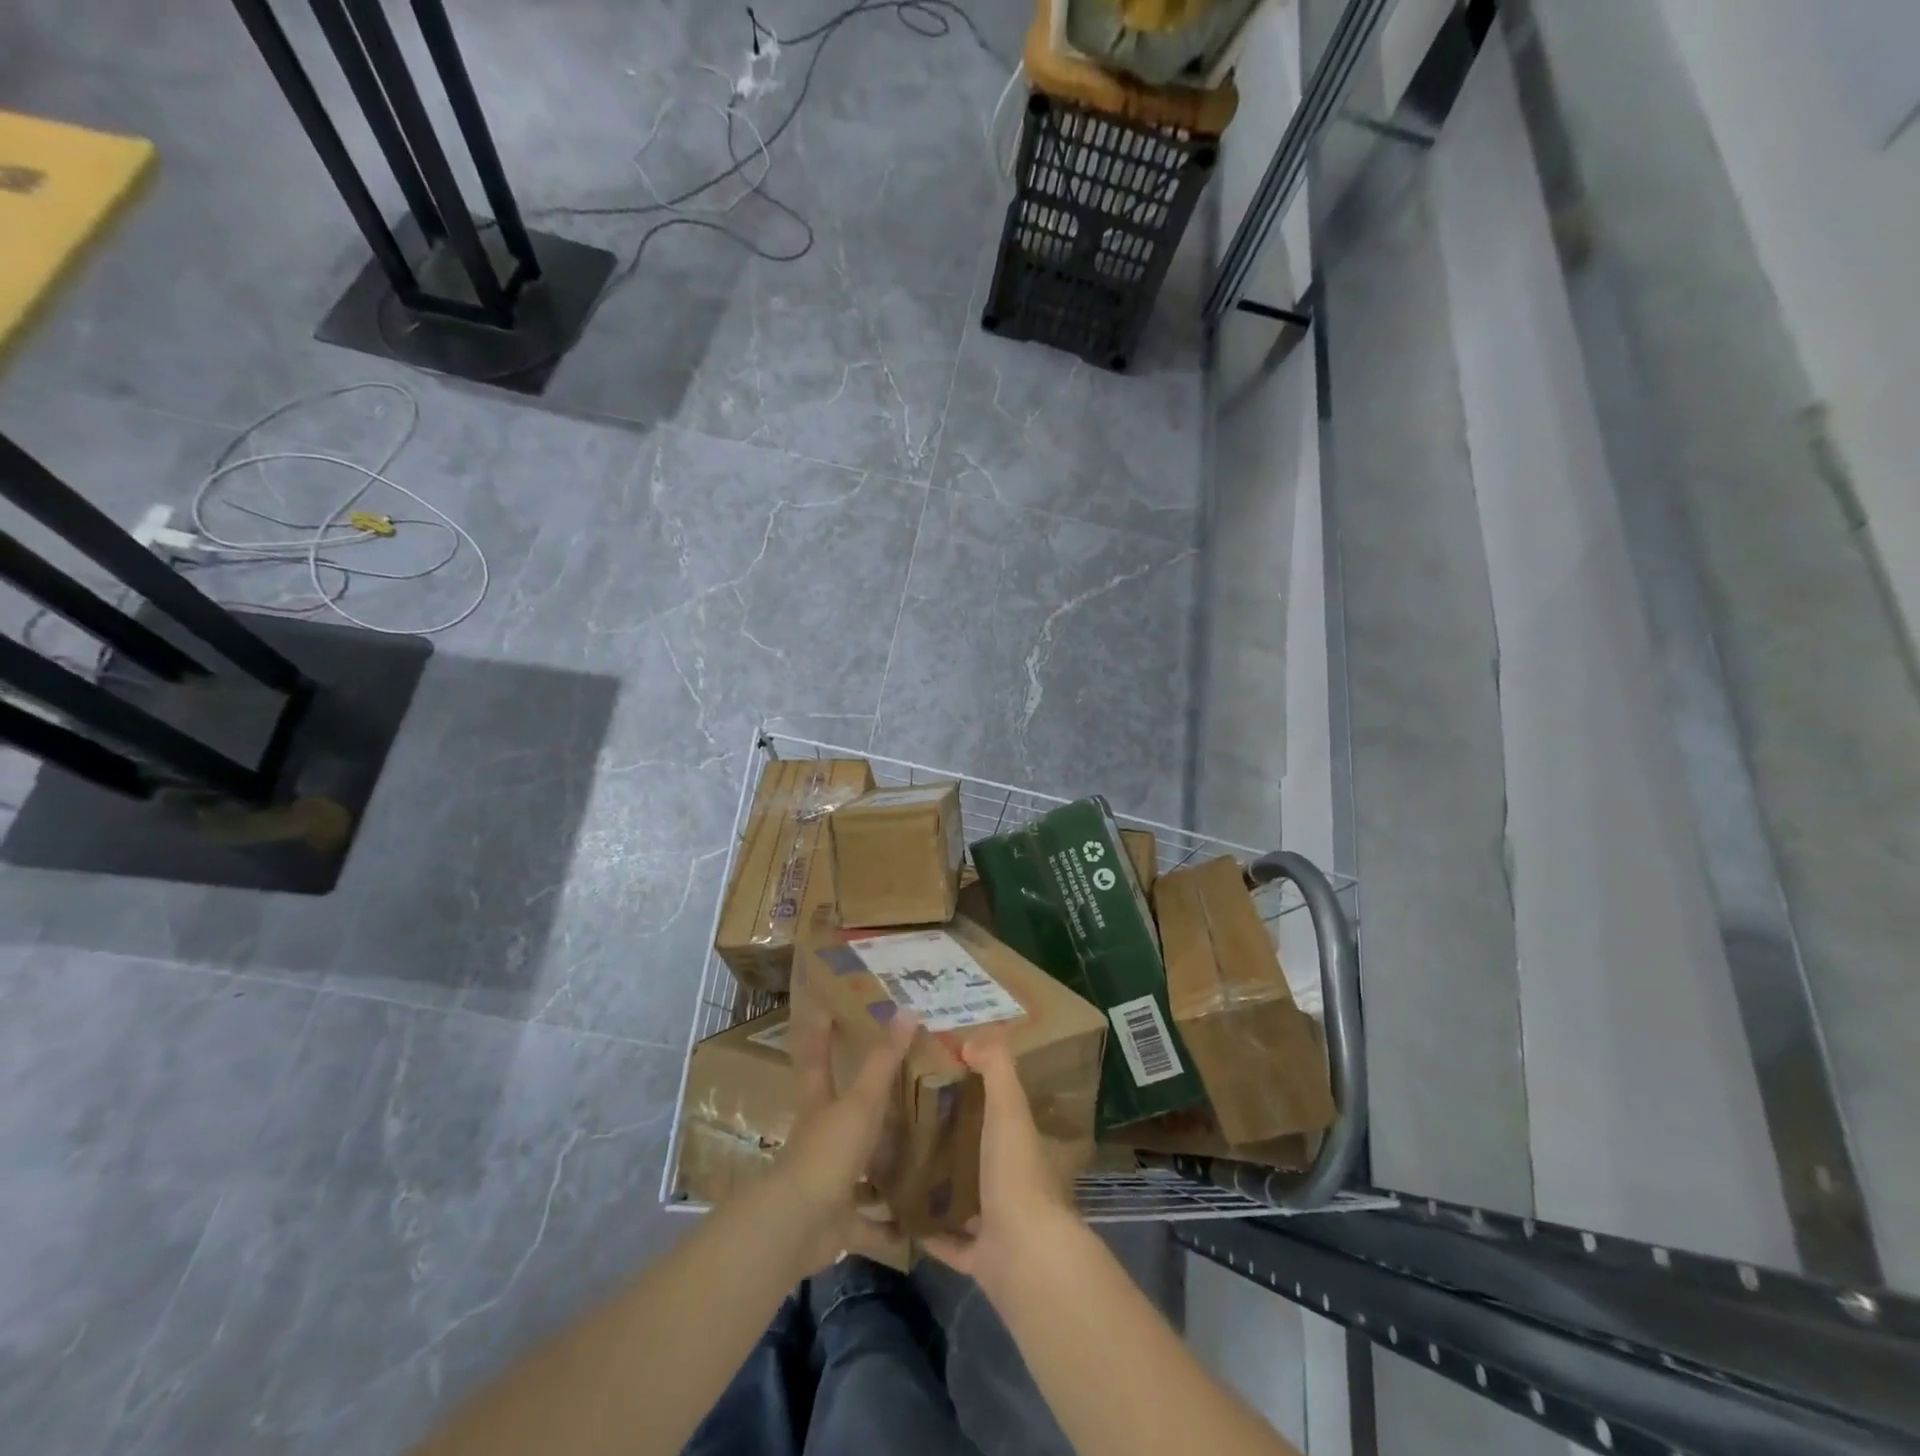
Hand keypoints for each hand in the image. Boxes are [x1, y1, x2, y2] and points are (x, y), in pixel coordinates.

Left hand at [776, 1007, 917, 1275]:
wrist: (798, 1227)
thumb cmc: (828, 1152)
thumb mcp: (861, 1102)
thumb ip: (883, 1061)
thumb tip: (908, 1010)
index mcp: (821, 1105)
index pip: (818, 1059)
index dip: (821, 1034)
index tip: (825, 1008)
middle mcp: (823, 1139)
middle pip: (844, 1114)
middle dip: (868, 1105)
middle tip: (906, 1089)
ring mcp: (830, 1182)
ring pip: (861, 1170)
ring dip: (884, 1169)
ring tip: (923, 1157)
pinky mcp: (839, 1222)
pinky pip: (870, 1224)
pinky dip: (890, 1228)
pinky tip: (918, 1227)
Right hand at [922, 1031, 1084, 1297]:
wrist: (1024, 1257)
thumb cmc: (1015, 1174)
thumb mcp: (1009, 1109)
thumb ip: (996, 1069)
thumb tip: (972, 1039)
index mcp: (1018, 1143)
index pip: (999, 1109)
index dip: (975, 1089)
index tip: (937, 1074)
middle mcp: (1010, 1179)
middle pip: (980, 1151)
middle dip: (952, 1137)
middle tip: (907, 1117)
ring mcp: (996, 1222)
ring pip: (966, 1197)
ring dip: (941, 1183)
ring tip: (900, 1161)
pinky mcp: (979, 1256)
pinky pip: (949, 1241)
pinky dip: (930, 1231)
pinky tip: (900, 1216)